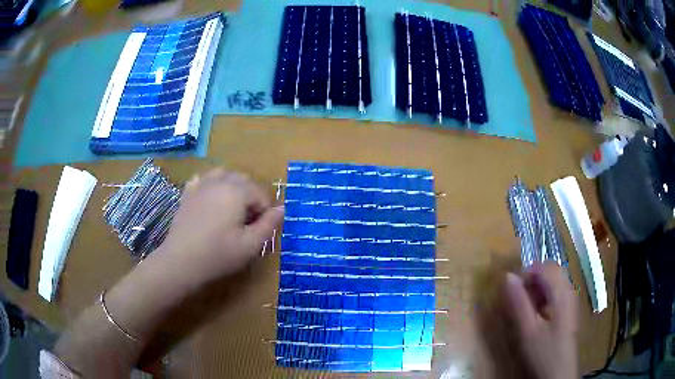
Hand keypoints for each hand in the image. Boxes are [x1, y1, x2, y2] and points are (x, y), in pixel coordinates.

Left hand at [154, 168, 283, 288]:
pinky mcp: (188, 193)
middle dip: (250, 195)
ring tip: (231, 206)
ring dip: (232, 186)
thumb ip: (268, 224)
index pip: (260, 193)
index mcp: (236, 192)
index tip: (260, 229)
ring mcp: (201, 185)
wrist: (181, 261)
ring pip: (223, 174)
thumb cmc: (218, 254)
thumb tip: (282, 208)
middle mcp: (219, 182)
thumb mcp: (250, 245)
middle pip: (243, 179)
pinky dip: (211, 184)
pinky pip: (203, 179)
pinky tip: (210, 199)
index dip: (265, 210)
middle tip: (248, 220)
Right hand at [503, 263, 577, 378]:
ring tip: (524, 307)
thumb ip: (518, 303)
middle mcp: (569, 291)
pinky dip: (542, 297)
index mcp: (562, 293)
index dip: (526, 272)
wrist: (558, 374)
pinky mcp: (567, 310)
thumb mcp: (527, 331)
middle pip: (550, 272)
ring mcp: (570, 300)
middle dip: (531, 280)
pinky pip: (555, 293)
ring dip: (536, 289)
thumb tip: (507, 276)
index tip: (511, 289)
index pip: (545, 267)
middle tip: (516, 298)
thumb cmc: (543, 353)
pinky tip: (535, 314)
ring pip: (553, 282)